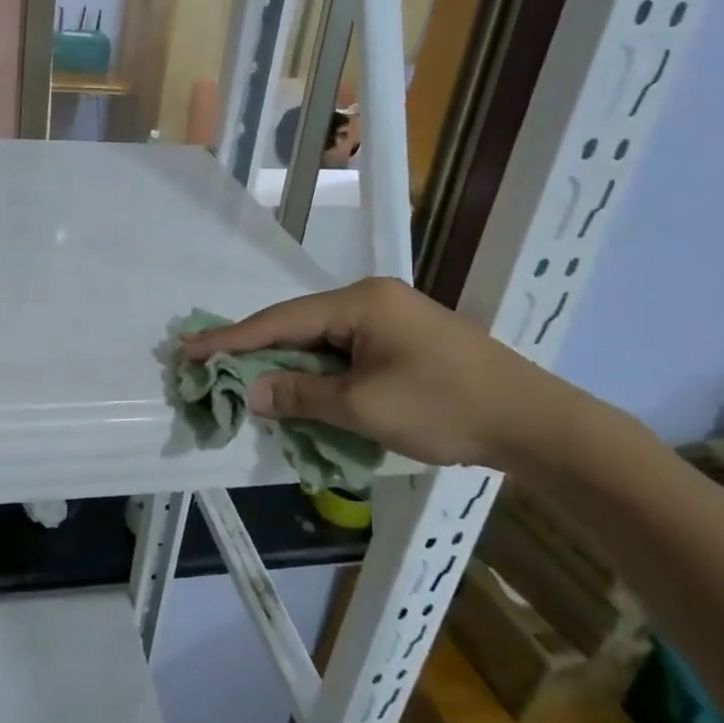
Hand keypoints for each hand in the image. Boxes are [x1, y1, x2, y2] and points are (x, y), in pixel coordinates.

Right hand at [181, 277, 585, 471]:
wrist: (534, 422)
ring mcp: (390, 319)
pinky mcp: (403, 342)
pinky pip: (345, 353)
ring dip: (286, 363)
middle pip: (298, 325)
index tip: (189, 349)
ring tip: (243, 378)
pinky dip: (317, 372)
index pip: (281, 320)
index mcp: (360, 302)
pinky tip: (298, 387)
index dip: (232, 338)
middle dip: (254, 348)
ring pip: (321, 341)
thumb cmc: (445, 407)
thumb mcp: (365, 407)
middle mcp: (371, 300)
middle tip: (206, 361)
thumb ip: (303, 396)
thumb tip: (252, 392)